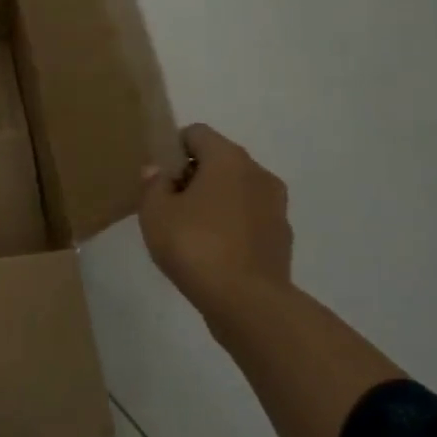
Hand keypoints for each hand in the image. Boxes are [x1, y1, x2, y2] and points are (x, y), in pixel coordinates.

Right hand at [138, 123, 292, 320]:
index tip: (159, 177)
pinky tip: (213, 252)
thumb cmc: (196, 246)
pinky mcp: (282, 237)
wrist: (248, 304)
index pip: (196, 133)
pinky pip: (249, 218)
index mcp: (228, 158)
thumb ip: (153, 185)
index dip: (173, 149)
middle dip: (194, 176)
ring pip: (237, 190)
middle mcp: (258, 173)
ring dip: (215, 201)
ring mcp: (276, 206)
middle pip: (219, 160)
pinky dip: (232, 226)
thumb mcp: (155, 213)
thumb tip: (159, 172)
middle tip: (169, 205)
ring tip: (191, 231)